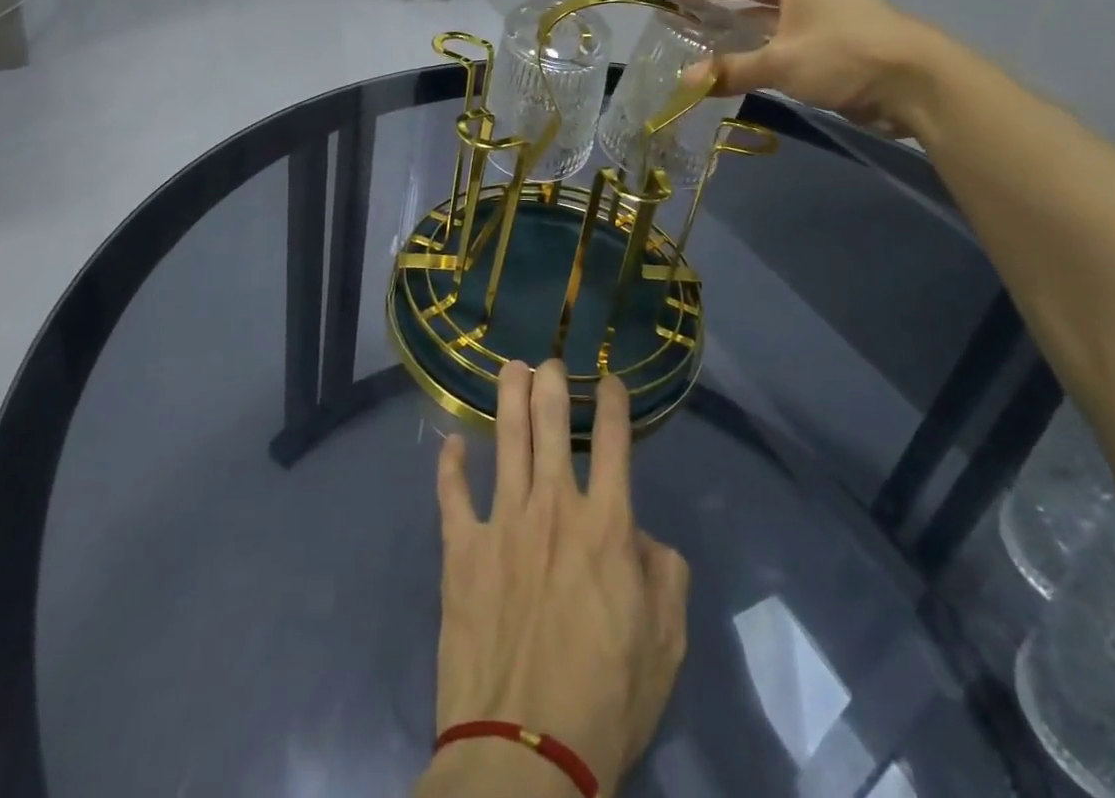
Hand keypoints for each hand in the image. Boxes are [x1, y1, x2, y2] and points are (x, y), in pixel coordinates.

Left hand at [418, 361, 689, 797]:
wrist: (524, 754)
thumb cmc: (605, 700)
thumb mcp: (665, 643)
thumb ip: (665, 575)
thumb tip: (642, 536)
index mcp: (606, 526)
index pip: (614, 443)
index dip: (614, 402)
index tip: (610, 379)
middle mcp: (553, 507)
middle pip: (551, 424)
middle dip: (551, 383)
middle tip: (548, 361)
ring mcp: (502, 523)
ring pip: (505, 441)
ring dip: (508, 398)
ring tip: (509, 368)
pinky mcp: (461, 550)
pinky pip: (452, 495)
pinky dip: (449, 466)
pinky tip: (449, 443)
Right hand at [664, 0, 934, 136]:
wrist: (916, 82)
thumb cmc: (843, 55)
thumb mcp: (780, 62)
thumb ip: (730, 69)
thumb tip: (685, 82)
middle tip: (681, 7)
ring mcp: (823, 12)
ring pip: (768, 14)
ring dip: (737, 25)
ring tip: (702, 34)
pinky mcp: (834, 40)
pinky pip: (782, 36)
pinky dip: (758, 45)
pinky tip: (739, 60)